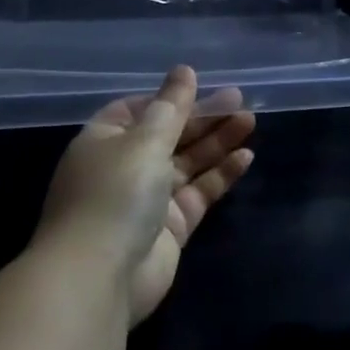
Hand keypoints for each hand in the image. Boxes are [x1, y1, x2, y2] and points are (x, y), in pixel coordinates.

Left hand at [39, 67, 257, 326]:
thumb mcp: (145, 139)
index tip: (201, 86)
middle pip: (169, 134)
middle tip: (240, 99)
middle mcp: (124, 167)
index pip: (138, 110)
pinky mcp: (170, 228)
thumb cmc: (115, 194)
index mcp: (105, 141)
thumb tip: (184, 70)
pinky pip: (199, 192)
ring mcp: (148, 200)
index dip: (168, 99)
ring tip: (251, 121)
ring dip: (217, 142)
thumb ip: (172, 106)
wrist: (98, 279)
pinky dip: (221, 174)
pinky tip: (246, 157)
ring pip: (188, 163)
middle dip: (202, 117)